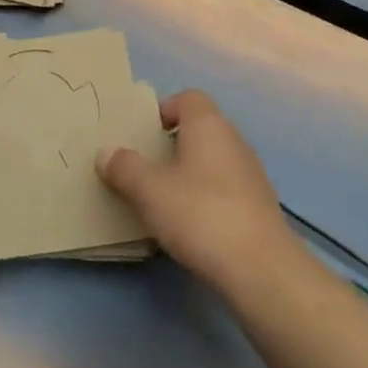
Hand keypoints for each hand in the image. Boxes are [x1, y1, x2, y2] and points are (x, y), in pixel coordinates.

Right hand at [98, 90, 294, 291]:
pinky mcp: (258, 206)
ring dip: (188, 173)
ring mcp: (251, 174)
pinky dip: (205, 198)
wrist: (260, 269)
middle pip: (199, 129)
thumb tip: (106, 153)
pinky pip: (224, 189)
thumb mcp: (149, 190)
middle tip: (143, 168)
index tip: (142, 135)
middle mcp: (234, 141)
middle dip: (170, 145)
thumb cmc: (200, 214)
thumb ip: (124, 167)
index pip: (188, 98)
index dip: (163, 110)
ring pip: (212, 161)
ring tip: (161, 199)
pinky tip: (189, 224)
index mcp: (209, 125)